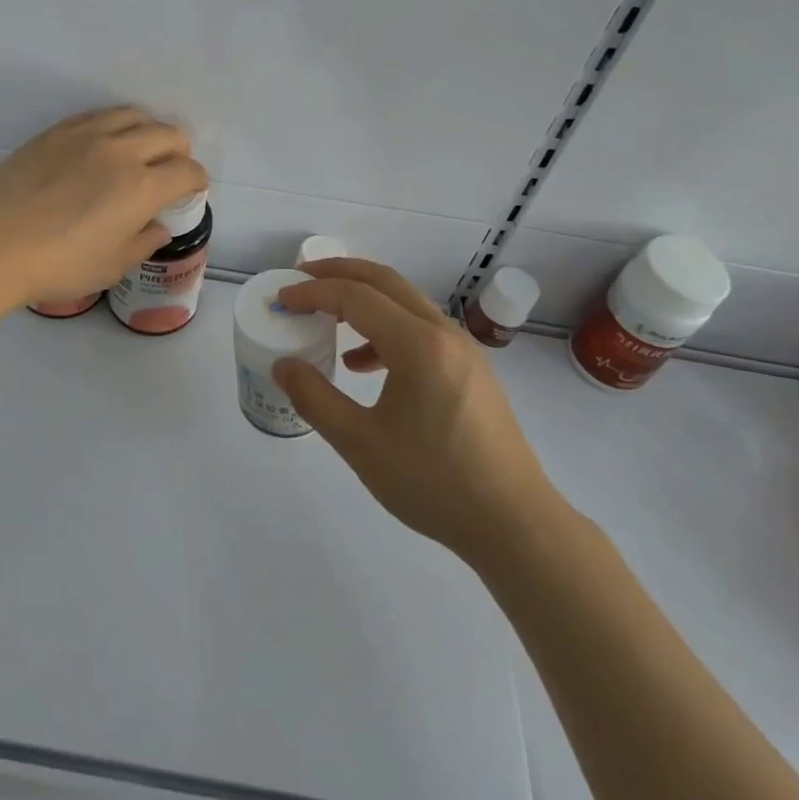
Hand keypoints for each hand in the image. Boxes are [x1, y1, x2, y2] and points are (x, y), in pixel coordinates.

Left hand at [0, 107, 207, 310]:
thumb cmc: (57, 265)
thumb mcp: (111, 266)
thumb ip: (143, 242)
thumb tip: (158, 226)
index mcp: (142, 186)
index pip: (188, 171)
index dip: (197, 181)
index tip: (192, 190)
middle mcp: (121, 151)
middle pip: (168, 134)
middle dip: (180, 151)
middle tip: (170, 170)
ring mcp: (87, 134)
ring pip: (134, 115)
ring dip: (148, 130)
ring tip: (140, 149)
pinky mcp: (57, 131)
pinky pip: (98, 115)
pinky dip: (114, 125)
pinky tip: (104, 143)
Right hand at [274, 259, 561, 566]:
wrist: (516, 525)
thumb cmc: (436, 484)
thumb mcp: (362, 445)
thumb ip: (315, 399)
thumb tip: (284, 366)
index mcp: (418, 344)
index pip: (355, 297)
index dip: (313, 292)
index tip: (281, 298)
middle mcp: (443, 333)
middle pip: (384, 281)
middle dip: (338, 274)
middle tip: (300, 280)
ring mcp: (463, 349)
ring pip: (405, 302)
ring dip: (363, 299)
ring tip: (326, 317)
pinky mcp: (471, 369)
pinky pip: (420, 329)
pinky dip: (385, 329)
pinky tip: (363, 364)